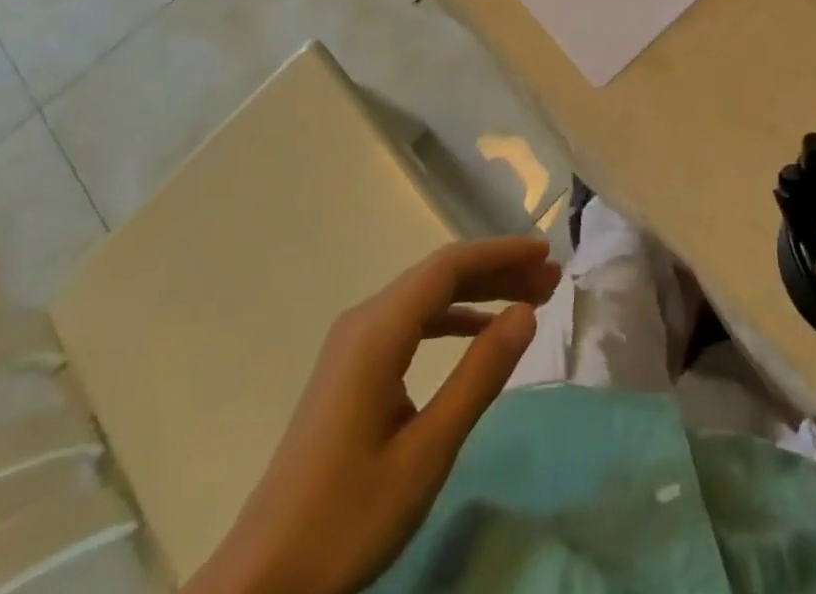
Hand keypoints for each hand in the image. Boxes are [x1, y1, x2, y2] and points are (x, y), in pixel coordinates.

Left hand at [187, 237, 560, 593]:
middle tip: (551, 278)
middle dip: (497, 271)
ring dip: (477, 293)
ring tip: (528, 299)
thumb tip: (525, 312)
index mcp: (378, 330)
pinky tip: (478, 332)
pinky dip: (451, 319)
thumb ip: (478, 377)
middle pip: (438, 276)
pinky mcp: (351, 371)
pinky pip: (410, 324)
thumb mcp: (426, 452)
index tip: (546, 253)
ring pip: (425, 298)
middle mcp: (364, 322)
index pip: (448, 267)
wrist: (264, 578)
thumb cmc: (348, 517)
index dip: (501, 254)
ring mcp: (353, 345)